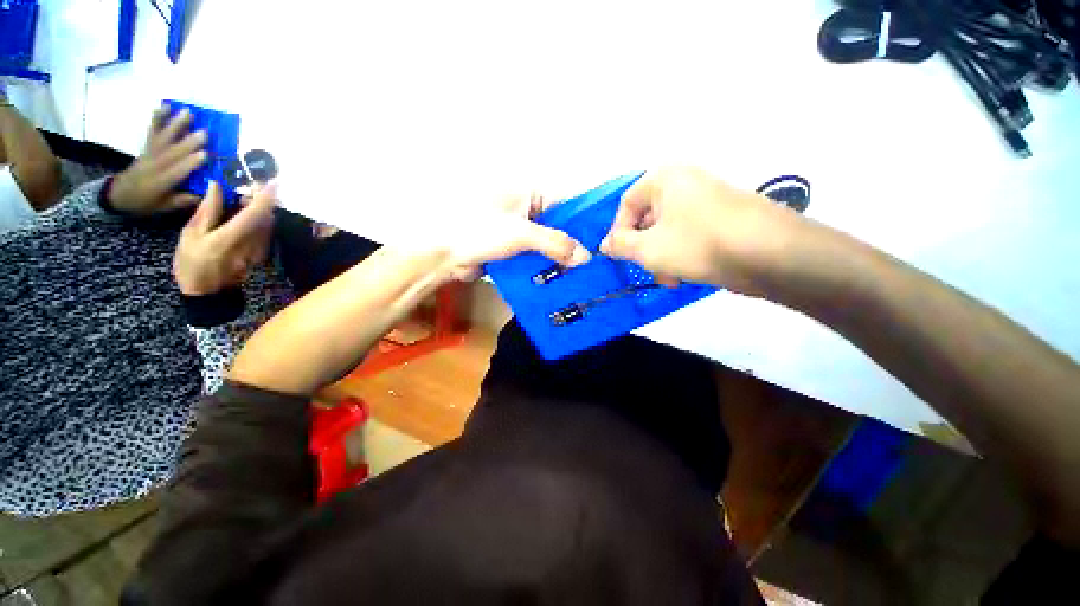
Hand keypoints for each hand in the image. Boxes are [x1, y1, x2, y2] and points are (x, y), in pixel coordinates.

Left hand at [108, 106, 207, 214]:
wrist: (120, 194)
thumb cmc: (147, 202)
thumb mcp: (165, 207)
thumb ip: (184, 200)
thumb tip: (206, 193)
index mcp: (161, 183)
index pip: (178, 171)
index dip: (191, 163)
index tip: (207, 154)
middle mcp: (155, 166)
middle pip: (173, 152)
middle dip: (188, 142)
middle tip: (205, 132)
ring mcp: (150, 154)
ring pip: (164, 138)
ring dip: (176, 125)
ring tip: (188, 112)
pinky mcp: (147, 147)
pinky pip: (152, 131)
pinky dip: (157, 118)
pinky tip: (164, 106)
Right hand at [173, 181, 276, 295]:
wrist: (207, 294)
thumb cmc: (192, 263)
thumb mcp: (191, 235)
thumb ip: (207, 210)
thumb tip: (217, 186)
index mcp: (230, 237)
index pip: (254, 214)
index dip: (265, 197)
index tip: (272, 182)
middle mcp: (252, 244)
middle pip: (266, 217)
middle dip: (262, 200)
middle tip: (249, 187)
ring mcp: (260, 251)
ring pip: (268, 224)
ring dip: (261, 210)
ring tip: (243, 199)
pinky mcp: (262, 255)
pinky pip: (265, 232)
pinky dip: (260, 221)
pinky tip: (245, 216)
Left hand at [443, 193, 591, 280]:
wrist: (442, 255)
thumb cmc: (478, 231)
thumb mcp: (521, 234)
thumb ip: (555, 244)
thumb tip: (586, 257)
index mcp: (530, 192)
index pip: (567, 202)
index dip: (585, 220)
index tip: (604, 238)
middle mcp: (528, 208)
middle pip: (559, 225)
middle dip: (575, 243)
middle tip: (597, 262)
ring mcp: (520, 229)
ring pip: (548, 242)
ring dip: (561, 257)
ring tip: (584, 273)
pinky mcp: (513, 248)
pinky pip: (536, 255)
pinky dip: (546, 265)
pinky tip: (561, 278)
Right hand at [600, 166, 805, 294]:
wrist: (769, 254)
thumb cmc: (697, 243)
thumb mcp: (647, 248)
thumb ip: (620, 245)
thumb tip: (605, 244)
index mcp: (664, 178)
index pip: (626, 204)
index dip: (618, 232)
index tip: (619, 256)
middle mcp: (685, 182)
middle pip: (647, 218)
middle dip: (642, 249)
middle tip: (645, 269)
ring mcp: (706, 199)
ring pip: (667, 230)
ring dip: (660, 256)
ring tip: (669, 277)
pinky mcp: (721, 218)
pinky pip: (688, 234)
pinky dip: (680, 254)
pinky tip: (685, 274)